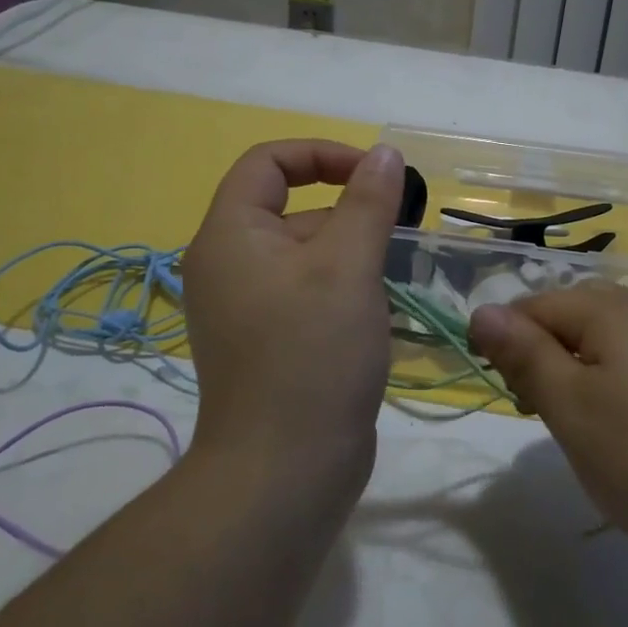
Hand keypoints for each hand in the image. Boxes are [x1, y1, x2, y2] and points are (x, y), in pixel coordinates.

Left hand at [183, 139, 402, 491]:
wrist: (284, 473)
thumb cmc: (313, 353)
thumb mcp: (348, 266)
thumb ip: (368, 201)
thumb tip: (383, 153)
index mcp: (230, 235)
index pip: (268, 162)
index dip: (323, 154)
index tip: (375, 174)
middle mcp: (230, 264)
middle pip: (291, 208)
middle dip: (347, 211)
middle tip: (397, 234)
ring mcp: (247, 306)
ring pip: (305, 252)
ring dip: (351, 252)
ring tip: (393, 276)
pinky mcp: (269, 340)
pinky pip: (307, 290)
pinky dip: (342, 286)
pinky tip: (377, 310)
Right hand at [468, 286, 627, 586]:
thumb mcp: (570, 407)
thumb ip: (523, 354)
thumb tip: (482, 310)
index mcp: (610, 307)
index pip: (533, 306)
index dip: (507, 345)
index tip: (511, 396)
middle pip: (572, 320)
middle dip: (546, 362)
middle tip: (545, 418)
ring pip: (608, 345)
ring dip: (581, 379)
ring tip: (587, 434)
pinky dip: (620, 392)